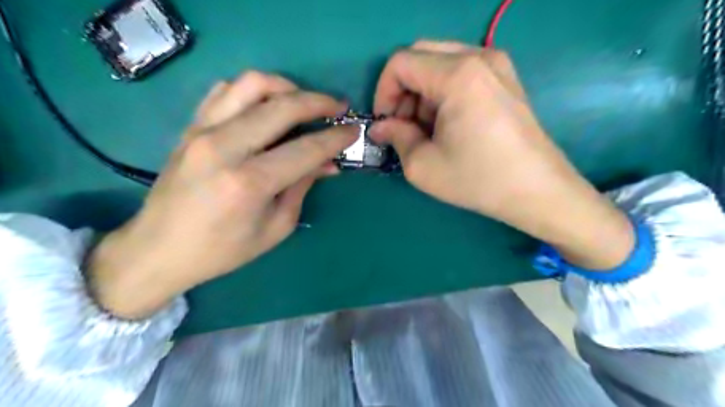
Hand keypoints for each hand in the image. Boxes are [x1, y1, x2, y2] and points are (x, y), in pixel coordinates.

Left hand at [88, 71, 357, 317]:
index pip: (305, 149)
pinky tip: (266, 106)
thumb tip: (328, 162)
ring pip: (252, 84)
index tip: (353, 130)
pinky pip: (225, 90)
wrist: (159, 249)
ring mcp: (203, 131)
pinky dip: (253, 91)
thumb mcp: (275, 227)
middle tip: (338, 107)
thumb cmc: (223, 250)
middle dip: (319, 102)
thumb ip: (302, 187)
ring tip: (303, 101)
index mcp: (249, 183)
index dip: (335, 137)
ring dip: (286, 87)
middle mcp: (225, 147)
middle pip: (282, 106)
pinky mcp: (191, 127)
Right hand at [371, 40, 633, 269]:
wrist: (538, 190)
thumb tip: (381, 127)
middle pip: (419, 56)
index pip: (401, 63)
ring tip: (427, 130)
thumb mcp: (423, 166)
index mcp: (457, 75)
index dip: (383, 92)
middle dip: (402, 91)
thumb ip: (395, 137)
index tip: (385, 123)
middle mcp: (478, 57)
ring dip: (422, 93)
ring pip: (439, 63)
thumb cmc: (478, 179)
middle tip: (403, 126)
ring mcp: (496, 64)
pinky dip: (442, 92)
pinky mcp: (505, 78)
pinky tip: (448, 124)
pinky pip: (460, 71)